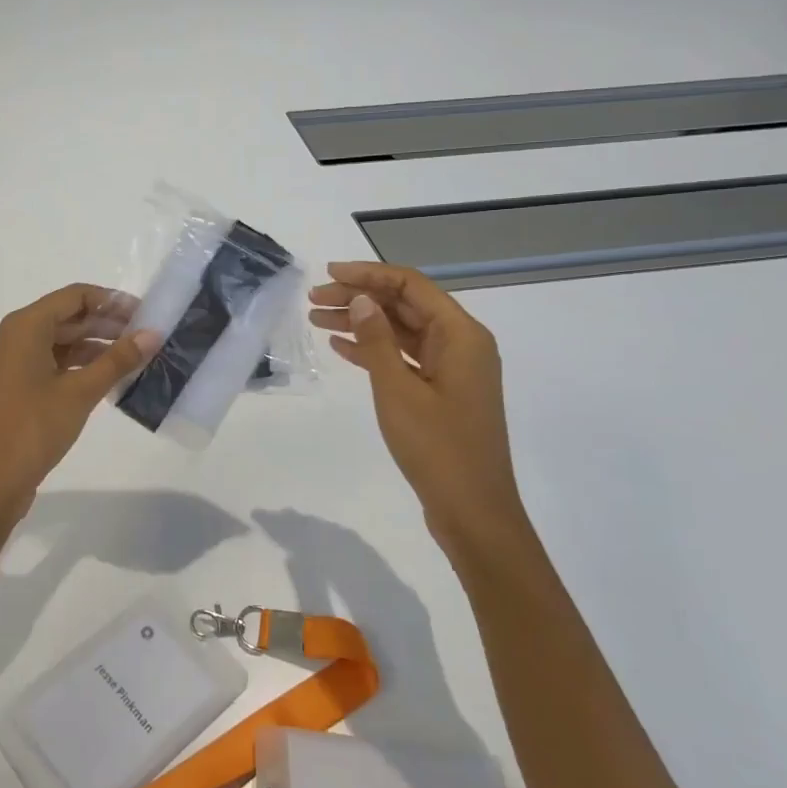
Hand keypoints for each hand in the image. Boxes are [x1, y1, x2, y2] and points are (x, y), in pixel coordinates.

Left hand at [0, 284, 158, 534]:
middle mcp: (17, 336)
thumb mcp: (80, 392)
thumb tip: (153, 334)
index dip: (111, 301)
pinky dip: (81, 364)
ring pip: (62, 340)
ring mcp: (16, 362)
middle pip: (69, 316)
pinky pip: (55, 361)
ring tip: (135, 357)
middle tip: (146, 335)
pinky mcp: (19, 385)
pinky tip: (109, 377)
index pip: (75, 296)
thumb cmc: (34, 428)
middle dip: (107, 323)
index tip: (145, 313)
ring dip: (96, 345)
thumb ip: (117, 360)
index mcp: (26, 326)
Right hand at [310, 262, 524, 561]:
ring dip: (361, 323)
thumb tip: (361, 299)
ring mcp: (452, 369)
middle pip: (404, 306)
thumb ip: (377, 341)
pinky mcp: (441, 392)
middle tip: (313, 300)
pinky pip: (404, 358)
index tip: (328, 274)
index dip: (368, 274)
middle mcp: (461, 344)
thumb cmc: (437, 448)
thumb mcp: (398, 390)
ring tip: (316, 320)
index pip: (410, 286)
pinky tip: (340, 348)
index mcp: (460, 335)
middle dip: (359, 298)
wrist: (473, 512)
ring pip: (401, 331)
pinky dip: (374, 350)